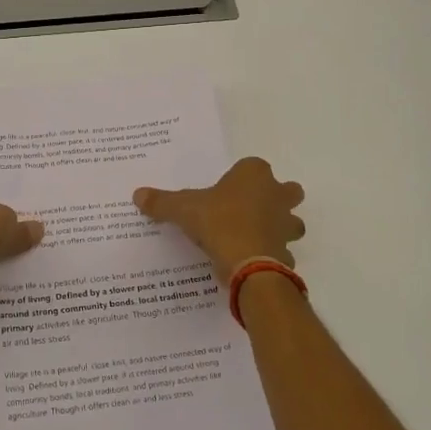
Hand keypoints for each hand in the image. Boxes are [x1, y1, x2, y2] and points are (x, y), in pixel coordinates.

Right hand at [134, 157, 304, 283]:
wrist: (248, 263)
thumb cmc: (218, 223)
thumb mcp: (183, 209)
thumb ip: (162, 202)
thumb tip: (137, 195)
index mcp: (254, 175)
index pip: (253, 166)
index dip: (242, 177)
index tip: (227, 190)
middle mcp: (277, 195)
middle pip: (287, 190)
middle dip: (276, 198)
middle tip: (251, 210)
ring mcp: (286, 225)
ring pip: (292, 221)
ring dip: (280, 227)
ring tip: (254, 237)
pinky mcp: (288, 253)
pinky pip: (283, 251)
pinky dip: (272, 256)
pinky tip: (253, 262)